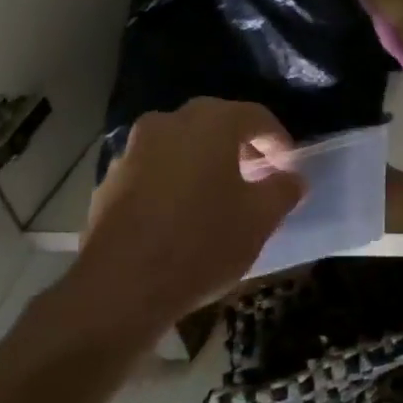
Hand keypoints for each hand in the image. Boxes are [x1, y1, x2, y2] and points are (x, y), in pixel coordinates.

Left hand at [73, 99, 306, 334]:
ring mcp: (134, 147)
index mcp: (211, 122)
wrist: (121, 286)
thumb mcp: (259, 220)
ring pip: (181, 143)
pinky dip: (173, 179)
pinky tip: (180, 213)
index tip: (288, 168)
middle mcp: (170, 121)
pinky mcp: (110, 178)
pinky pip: (154, 167)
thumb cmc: (201, 243)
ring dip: (203, 161)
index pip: (256, 116)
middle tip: (256, 177)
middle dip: (240, 146)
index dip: (278, 140)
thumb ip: (282, 191)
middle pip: (215, 123)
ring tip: (218, 196)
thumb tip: (292, 178)